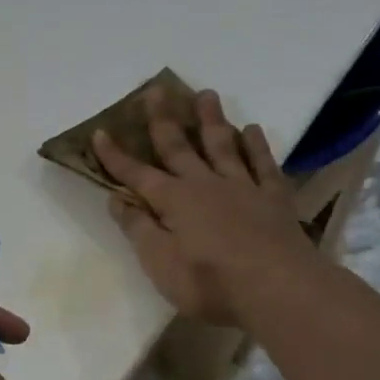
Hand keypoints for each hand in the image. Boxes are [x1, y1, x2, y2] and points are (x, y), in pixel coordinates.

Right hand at [93, 87, 318, 332]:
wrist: (279, 289)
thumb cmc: (210, 282)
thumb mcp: (160, 263)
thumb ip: (138, 228)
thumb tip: (116, 199)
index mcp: (173, 201)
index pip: (136, 174)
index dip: (115, 156)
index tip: (99, 132)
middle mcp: (205, 184)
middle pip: (179, 147)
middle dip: (163, 119)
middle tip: (156, 90)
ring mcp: (242, 187)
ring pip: (222, 145)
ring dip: (211, 119)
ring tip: (206, 94)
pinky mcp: (273, 198)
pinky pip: (263, 163)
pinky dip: (256, 145)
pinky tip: (251, 129)